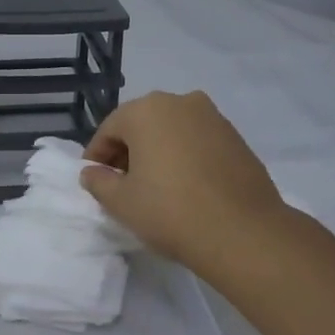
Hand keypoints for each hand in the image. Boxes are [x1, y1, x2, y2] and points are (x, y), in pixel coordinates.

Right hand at [80, 90, 289, 270]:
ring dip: (159, 151)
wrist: (242, 232)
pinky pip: (198, 141)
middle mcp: (181, 102)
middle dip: (128, 151)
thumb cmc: (170, 211)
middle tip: (123, 184)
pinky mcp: (236, 137)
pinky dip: (186, 156)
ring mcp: (213, 117)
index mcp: (147, 110)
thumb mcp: (121, 202)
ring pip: (173, 130)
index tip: (94, 181)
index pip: (110, 129)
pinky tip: (187, 186)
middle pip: (142, 124)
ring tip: (156, 186)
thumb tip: (92, 172)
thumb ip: (99, 182)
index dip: (97, 156)